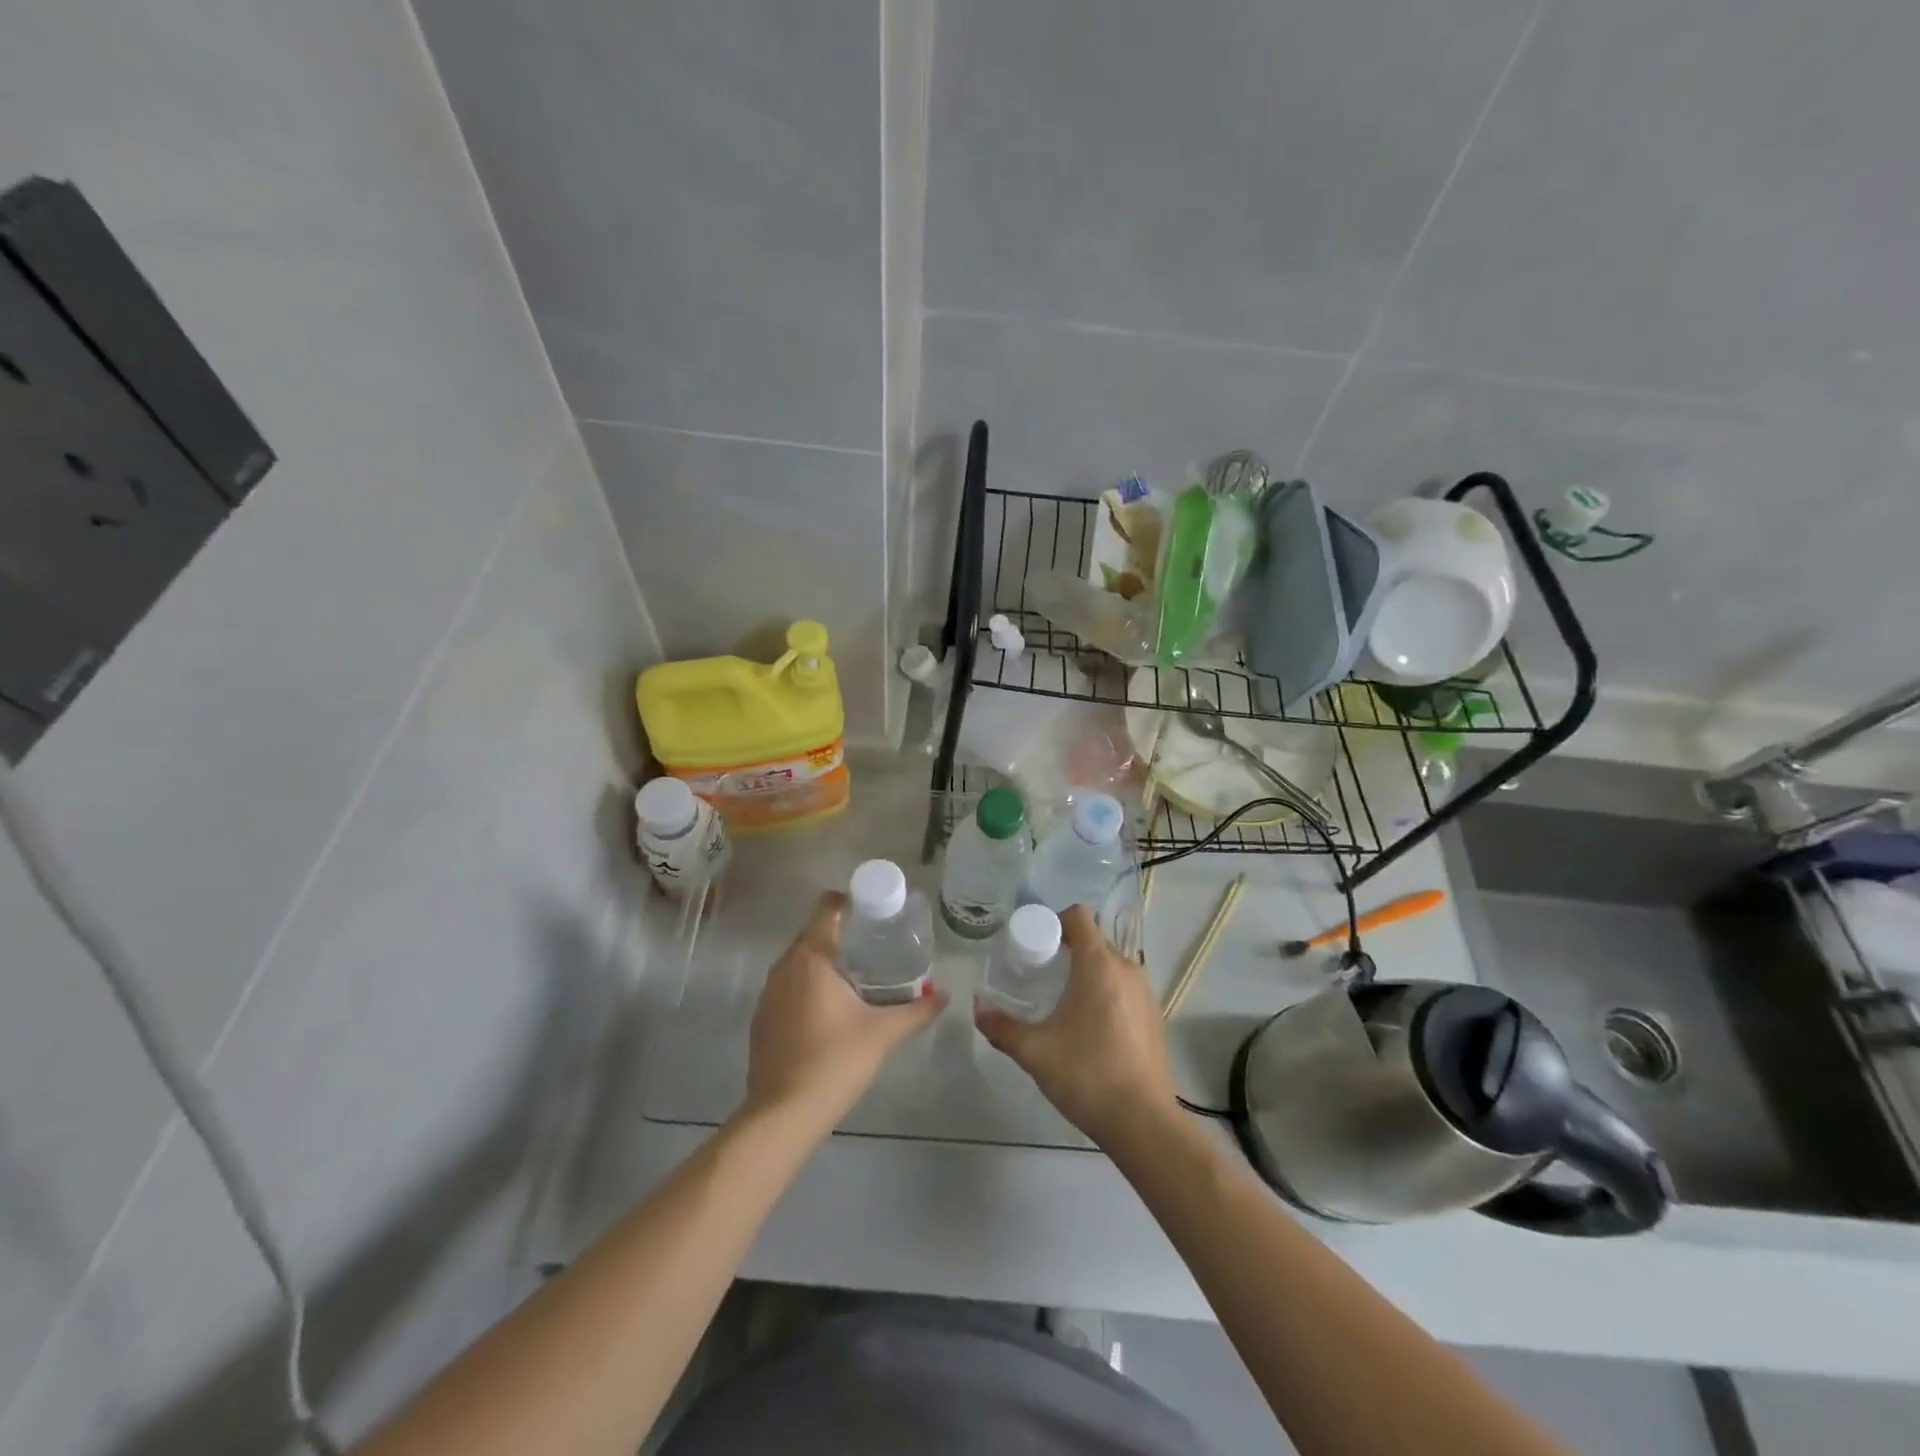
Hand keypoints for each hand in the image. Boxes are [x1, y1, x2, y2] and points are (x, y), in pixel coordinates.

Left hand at [742, 891, 944, 1132]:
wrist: (783, 1114)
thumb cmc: (835, 1062)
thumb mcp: (883, 1034)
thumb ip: (917, 1010)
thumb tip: (944, 995)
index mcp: (812, 958)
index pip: (826, 908)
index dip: (849, 901)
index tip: (873, 911)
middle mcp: (784, 966)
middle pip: (813, 933)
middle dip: (841, 934)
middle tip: (875, 945)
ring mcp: (768, 992)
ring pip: (799, 960)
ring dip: (824, 962)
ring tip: (856, 975)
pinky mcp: (761, 1017)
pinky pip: (787, 985)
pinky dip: (807, 985)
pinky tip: (829, 1009)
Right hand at [974, 904, 1176, 1147]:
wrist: (1144, 1123)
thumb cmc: (1087, 1075)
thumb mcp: (1034, 1052)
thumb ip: (1001, 1026)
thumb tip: (977, 1005)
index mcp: (1099, 965)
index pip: (1078, 916)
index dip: (1053, 922)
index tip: (1034, 946)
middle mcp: (1126, 968)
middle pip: (1093, 940)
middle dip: (1065, 949)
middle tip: (1039, 975)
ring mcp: (1145, 992)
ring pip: (1110, 964)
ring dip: (1086, 972)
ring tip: (1062, 1001)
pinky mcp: (1154, 1016)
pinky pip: (1124, 987)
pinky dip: (1104, 992)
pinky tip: (1089, 1026)